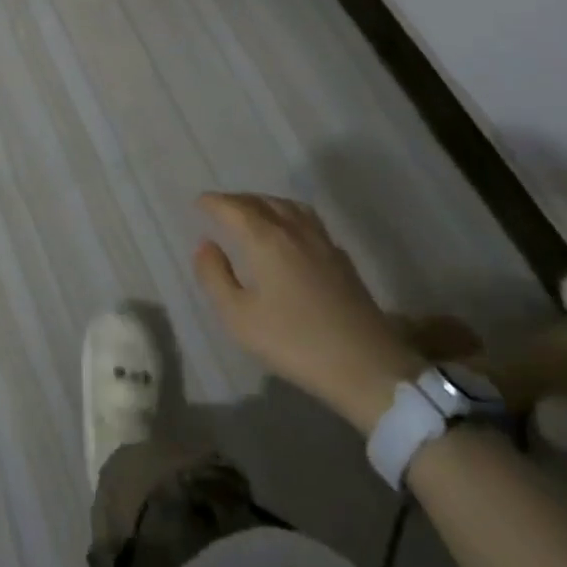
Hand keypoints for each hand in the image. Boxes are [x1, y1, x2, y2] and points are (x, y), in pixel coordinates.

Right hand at [193, 193, 425, 433]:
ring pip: (289, 206)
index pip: (234, 208)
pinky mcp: (342, 259)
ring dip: (266, 203)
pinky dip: (289, 216)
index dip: (214, 202)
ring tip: (253, 213)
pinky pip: (308, 221)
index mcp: (266, 239)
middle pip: (262, 201)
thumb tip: (205, 246)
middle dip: (238, 200)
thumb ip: (215, 277)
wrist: (367, 366)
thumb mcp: (239, 318)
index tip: (199, 203)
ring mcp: (322, 242)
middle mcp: (294, 230)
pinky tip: (289, 235)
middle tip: (220, 208)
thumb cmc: (294, 342)